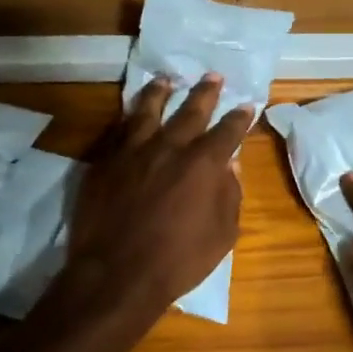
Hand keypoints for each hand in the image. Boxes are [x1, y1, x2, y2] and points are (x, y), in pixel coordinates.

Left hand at [48, 74, 252, 338]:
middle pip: (191, 110)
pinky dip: (130, 117)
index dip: (240, 117)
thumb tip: (232, 164)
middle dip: (206, 92)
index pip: (228, 131)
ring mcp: (134, 151)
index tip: (246, 105)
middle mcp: (171, 147)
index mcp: (204, 164)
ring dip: (161, 92)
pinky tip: (132, 113)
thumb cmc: (179, 260)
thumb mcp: (222, 234)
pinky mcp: (106, 162)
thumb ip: (230, 194)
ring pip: (149, 110)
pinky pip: (120, 130)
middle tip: (213, 76)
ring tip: (166, 80)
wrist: (116, 275)